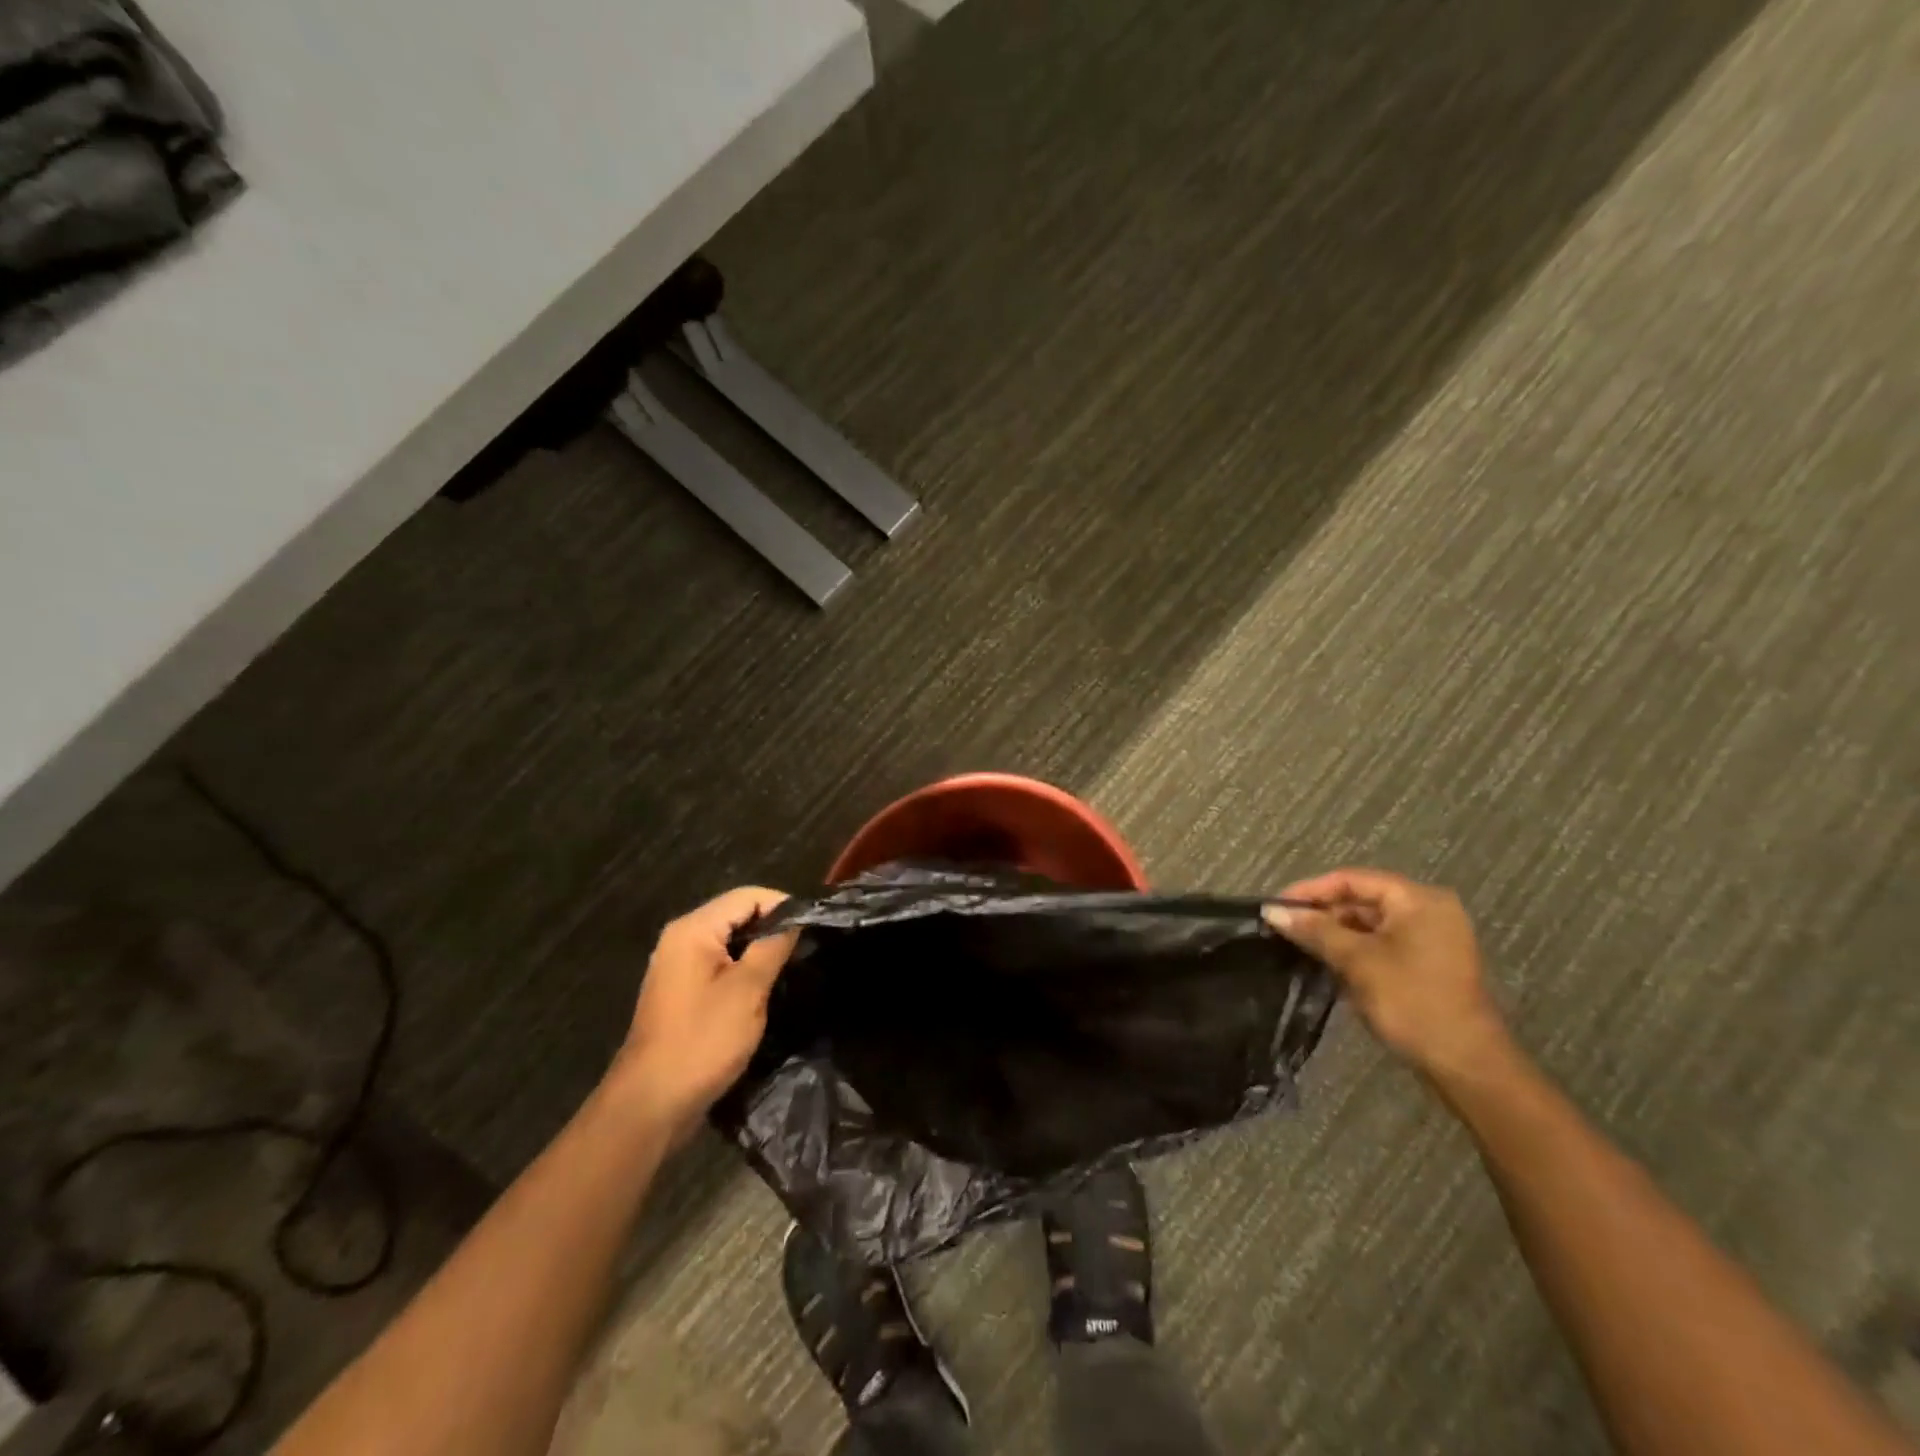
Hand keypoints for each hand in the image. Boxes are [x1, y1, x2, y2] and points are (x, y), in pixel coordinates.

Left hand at [611, 886, 799, 1142]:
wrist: (651, 1105)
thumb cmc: (703, 1041)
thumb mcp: (748, 990)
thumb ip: (773, 947)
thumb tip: (795, 919)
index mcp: (693, 930)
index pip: (747, 896)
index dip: (782, 906)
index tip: (812, 928)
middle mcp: (681, 939)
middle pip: (736, 915)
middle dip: (771, 928)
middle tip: (805, 950)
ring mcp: (677, 967)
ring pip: (729, 942)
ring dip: (758, 951)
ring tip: (790, 969)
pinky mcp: (681, 992)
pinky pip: (719, 965)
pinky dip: (742, 970)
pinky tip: (763, 991)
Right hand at [1263, 868, 1510, 1081]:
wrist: (1466, 1064)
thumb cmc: (1411, 1001)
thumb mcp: (1356, 961)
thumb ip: (1314, 930)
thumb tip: (1272, 910)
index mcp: (1418, 899)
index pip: (1352, 879)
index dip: (1310, 890)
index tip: (1276, 906)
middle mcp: (1429, 910)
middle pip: (1362, 899)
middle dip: (1322, 913)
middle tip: (1284, 927)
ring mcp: (1432, 938)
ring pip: (1370, 924)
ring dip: (1335, 933)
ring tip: (1298, 944)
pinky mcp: (1429, 964)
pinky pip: (1383, 943)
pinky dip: (1355, 949)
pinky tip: (1328, 962)